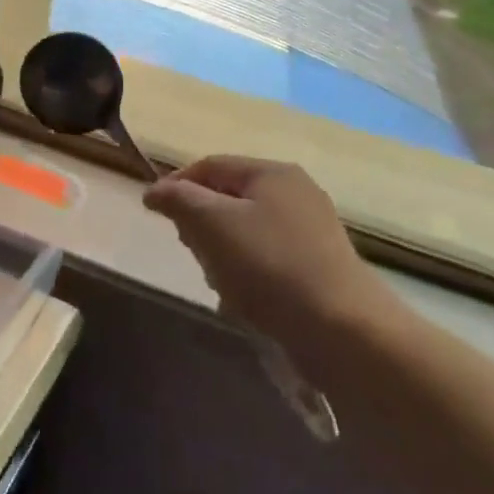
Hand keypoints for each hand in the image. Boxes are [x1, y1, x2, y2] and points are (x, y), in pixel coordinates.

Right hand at [142, 155, 394, 346]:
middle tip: (190, 250)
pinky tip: (243, 300)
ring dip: (222, 252)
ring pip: (245, 231)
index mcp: (272, 173)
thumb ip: (179, 199)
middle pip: (228, 198)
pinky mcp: (318, 266)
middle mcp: (296, 193)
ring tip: (219, 281)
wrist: (342, 329)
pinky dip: (247, 274)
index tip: (152, 212)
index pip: (210, 165)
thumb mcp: (211, 224)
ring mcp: (311, 231)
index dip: (176, 184)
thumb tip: (156, 191)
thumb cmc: (268, 265)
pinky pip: (266, 259)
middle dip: (200, 222)